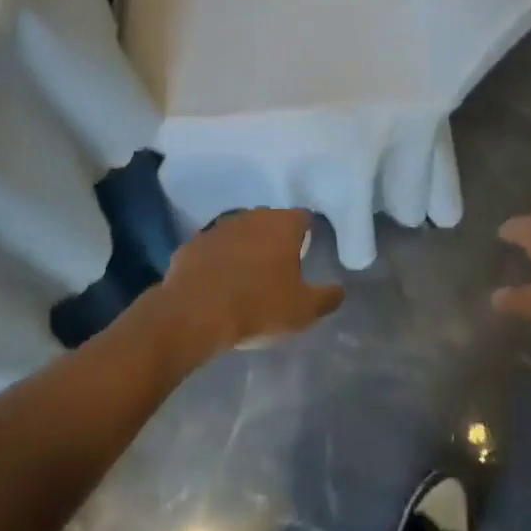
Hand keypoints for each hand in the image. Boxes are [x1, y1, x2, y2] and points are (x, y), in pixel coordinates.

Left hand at [140, 209, 342, 365]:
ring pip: (239, 232)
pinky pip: (212, 249)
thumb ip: (327, 297)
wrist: (194, 314)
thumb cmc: (258, 307)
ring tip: (246, 276)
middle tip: (278, 267)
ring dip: (245, 247)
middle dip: (275, 239)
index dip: (306, 233)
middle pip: (270, 221)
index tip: (306, 253)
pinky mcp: (192, 244)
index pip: (303, 218)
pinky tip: (217, 283)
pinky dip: (217, 260)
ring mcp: (218, 228)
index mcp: (282, 225)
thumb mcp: (303, 311)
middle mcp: (251, 217)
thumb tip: (339, 290)